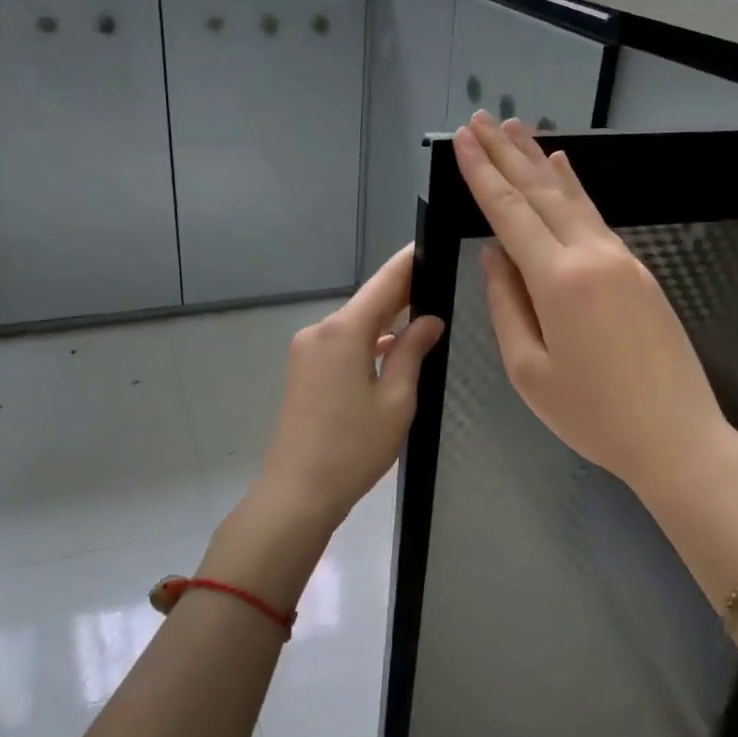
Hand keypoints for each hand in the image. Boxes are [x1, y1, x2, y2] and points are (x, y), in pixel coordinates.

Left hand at [254, 244, 444, 535]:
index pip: (384, 284)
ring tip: (425, 315)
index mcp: (343, 331)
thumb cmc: (353, 448)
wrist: (297, 492)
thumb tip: (429, 320)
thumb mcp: (395, 401)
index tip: (431, 244)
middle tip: (440, 282)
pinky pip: (341, 344)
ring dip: (385, 321)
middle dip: (402, 293)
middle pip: (368, 303)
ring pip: (354, 325)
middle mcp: (320, 331)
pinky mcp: (303, 371)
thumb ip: (412, 353)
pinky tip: (392, 350)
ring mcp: (306, 351)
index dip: (409, 263)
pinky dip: (367, 343)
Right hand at [454, 112, 737, 507]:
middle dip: (507, 154)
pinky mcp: (639, 272)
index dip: (482, 175)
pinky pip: (596, 218)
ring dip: (540, 162)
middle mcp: (592, 256)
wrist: (677, 437)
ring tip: (516, 129)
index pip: (510, 213)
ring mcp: (621, 260)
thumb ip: (507, 304)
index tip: (462, 141)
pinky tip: (563, 170)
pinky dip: (574, 189)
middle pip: (541, 193)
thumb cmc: (593, 415)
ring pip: (573, 198)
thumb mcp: (530, 371)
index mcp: (558, 281)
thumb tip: (494, 254)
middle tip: (481, 120)